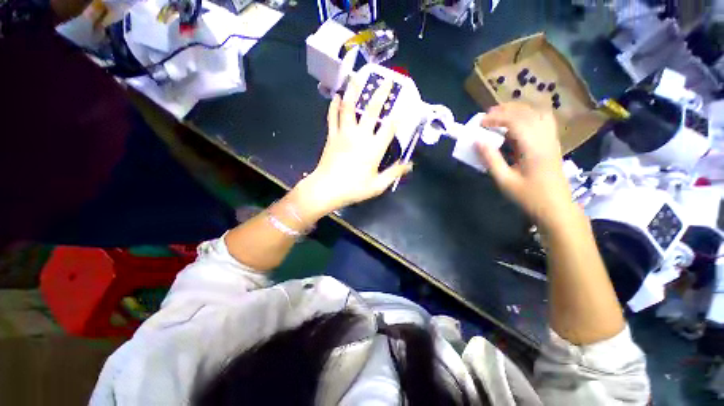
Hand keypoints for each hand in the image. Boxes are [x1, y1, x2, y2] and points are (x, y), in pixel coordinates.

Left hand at [290, 77, 412, 220]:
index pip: (389, 127)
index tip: (406, 104)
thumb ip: (394, 173)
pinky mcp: (332, 136)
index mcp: (373, 148)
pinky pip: (333, 117)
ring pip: (348, 107)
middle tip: (386, 80)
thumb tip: (410, 165)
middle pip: (371, 110)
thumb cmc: (354, 189)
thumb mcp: (378, 185)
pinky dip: (334, 106)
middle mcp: (360, 136)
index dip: (399, 115)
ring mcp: (344, 133)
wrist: (326, 189)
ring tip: (356, 77)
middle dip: (380, 94)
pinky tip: (336, 97)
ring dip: (353, 91)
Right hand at [476, 103, 573, 227]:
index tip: (481, 122)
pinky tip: (519, 121)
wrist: (555, 207)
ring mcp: (552, 140)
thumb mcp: (504, 180)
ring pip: (538, 113)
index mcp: (533, 148)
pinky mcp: (553, 144)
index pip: (516, 121)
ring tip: (502, 114)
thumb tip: (478, 142)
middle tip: (488, 115)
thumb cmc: (528, 196)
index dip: (497, 118)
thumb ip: (491, 159)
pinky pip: (544, 121)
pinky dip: (530, 115)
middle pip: (528, 113)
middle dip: (506, 110)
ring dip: (519, 110)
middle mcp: (545, 138)